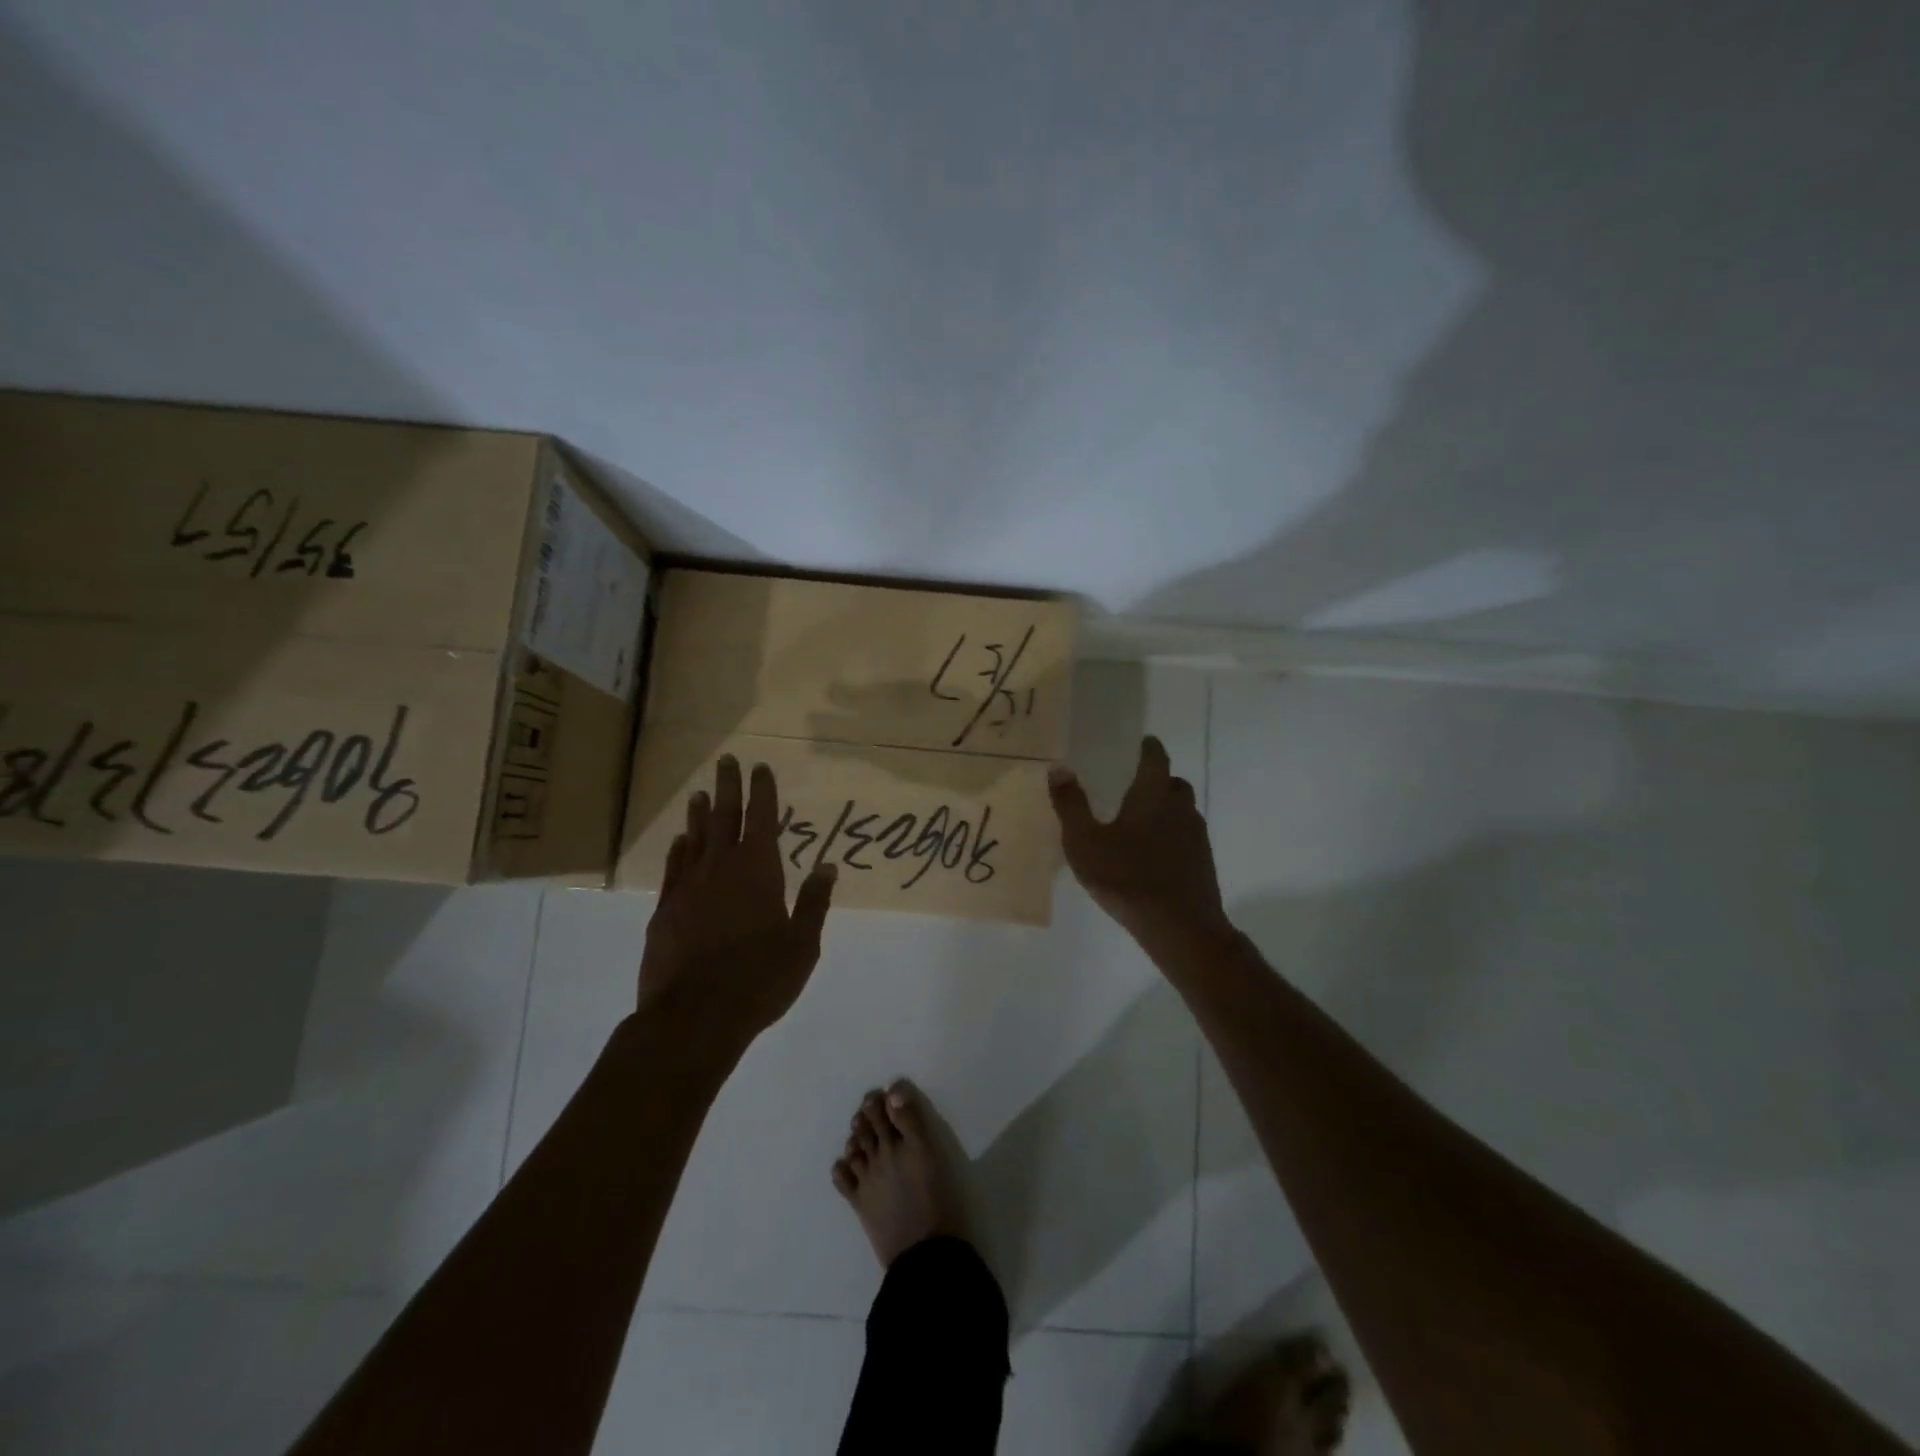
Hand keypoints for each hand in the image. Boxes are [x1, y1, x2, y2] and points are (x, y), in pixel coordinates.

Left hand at [639, 755, 836, 1047]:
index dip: (762, 791)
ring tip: (699, 793)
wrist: (694, 1017)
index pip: (761, 818)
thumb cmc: (760, 979)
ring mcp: (688, 887)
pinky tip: (679, 842)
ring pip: (694, 838)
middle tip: (726, 760)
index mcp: (758, 870)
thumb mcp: (802, 944)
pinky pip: (673, 868)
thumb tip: (827, 867)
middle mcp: (721, 868)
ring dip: (699, 814)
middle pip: (723, 816)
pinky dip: (678, 850)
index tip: (760, 767)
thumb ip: (813, 902)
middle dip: (728, 786)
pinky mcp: (665, 910)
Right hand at [1047, 735, 1233, 959]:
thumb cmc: (1127, 878)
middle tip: (1129, 787)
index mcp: (1153, 795)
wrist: (1181, 928)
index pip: (1156, 757)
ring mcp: (1196, 836)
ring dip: (1163, 810)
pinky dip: (1170, 836)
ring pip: (1181, 811)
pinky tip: (1150, 857)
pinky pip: (1185, 837)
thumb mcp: (1085, 843)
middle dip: (1155, 780)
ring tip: (1136, 825)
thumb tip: (1059, 767)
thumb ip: (1071, 804)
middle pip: (1173, 783)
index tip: (1137, 744)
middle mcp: (1180, 808)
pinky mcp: (1202, 862)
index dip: (1147, 747)